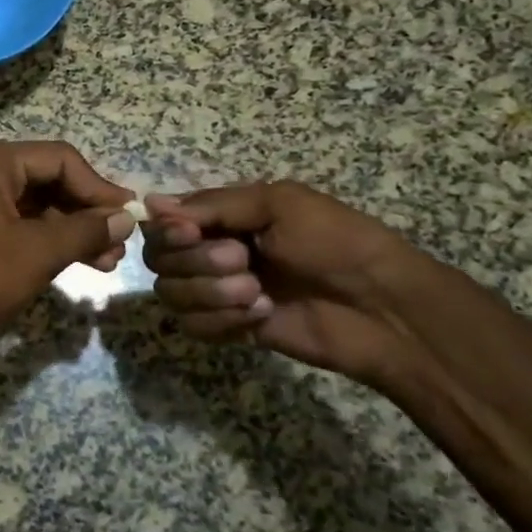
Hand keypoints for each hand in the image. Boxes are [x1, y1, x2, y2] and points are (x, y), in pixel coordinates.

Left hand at [0, 141, 134, 369]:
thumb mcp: (39, 252)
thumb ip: (86, 230)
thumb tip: (127, 217)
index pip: (57, 158)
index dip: (97, 187)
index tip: (130, 214)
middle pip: (47, 178)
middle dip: (86, 211)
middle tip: (121, 241)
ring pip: (36, 203)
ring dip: (72, 229)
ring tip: (109, 259)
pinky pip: (19, 221)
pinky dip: (49, 239)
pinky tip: (83, 260)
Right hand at [142, 181, 422, 386]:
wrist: (381, 308)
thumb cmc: (334, 242)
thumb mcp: (277, 204)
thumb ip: (212, 204)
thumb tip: (149, 203)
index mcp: (222, 216)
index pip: (162, 222)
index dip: (168, 231)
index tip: (191, 233)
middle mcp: (210, 250)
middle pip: (159, 259)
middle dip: (197, 262)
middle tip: (244, 262)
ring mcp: (218, 292)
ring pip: (171, 294)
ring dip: (211, 293)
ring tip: (257, 293)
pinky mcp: (229, 328)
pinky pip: (193, 326)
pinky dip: (222, 321)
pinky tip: (262, 315)